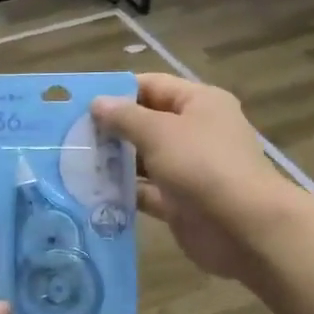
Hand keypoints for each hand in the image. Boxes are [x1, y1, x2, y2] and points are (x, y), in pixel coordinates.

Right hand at [91, 74, 295, 281]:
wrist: (244, 228)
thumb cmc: (202, 166)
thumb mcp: (159, 132)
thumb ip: (124, 117)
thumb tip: (97, 103)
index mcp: (198, 103)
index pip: (152, 86)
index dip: (118, 92)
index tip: (80, 103)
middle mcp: (195, 132)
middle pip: (146, 123)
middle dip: (110, 129)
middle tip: (69, 135)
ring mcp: (188, 169)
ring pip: (143, 159)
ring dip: (113, 162)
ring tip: (72, 163)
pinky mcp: (180, 202)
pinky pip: (146, 191)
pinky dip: (124, 191)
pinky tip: (91, 192)